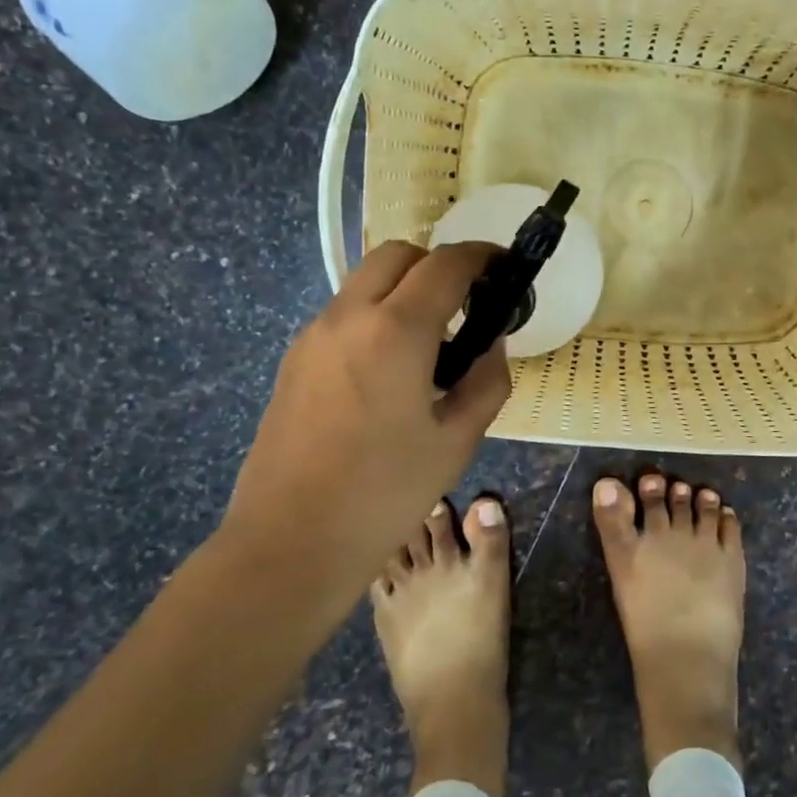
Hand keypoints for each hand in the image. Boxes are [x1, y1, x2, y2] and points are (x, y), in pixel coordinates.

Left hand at [219, 241, 510, 614]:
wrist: (291, 541)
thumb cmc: (386, 493)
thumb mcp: (458, 440)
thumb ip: (486, 380)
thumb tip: (491, 345)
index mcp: (396, 331)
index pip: (446, 265)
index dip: (483, 257)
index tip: (505, 268)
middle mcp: (348, 317)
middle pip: (398, 255)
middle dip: (439, 265)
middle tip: (468, 305)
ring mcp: (313, 336)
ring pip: (366, 282)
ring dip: (405, 290)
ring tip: (432, 344)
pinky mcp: (294, 360)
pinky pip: (344, 314)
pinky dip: (377, 316)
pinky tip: (392, 371)